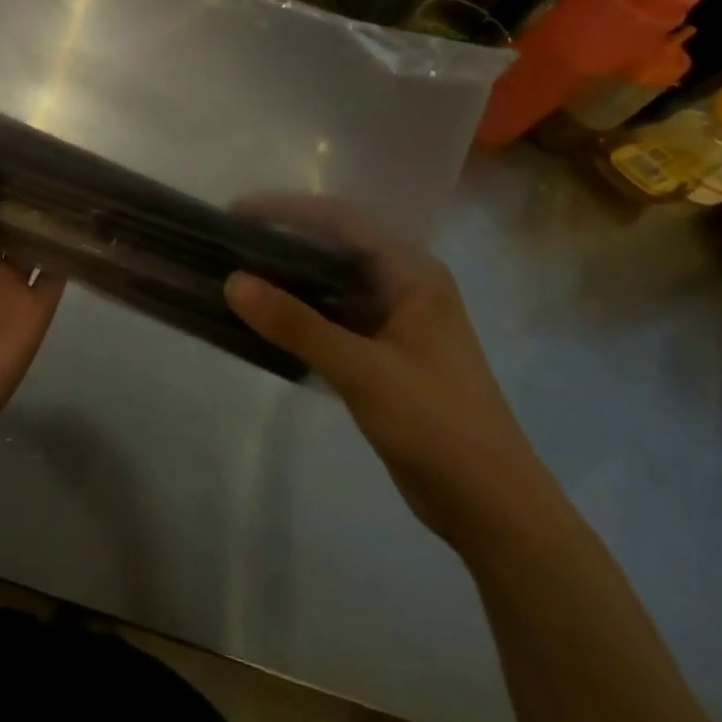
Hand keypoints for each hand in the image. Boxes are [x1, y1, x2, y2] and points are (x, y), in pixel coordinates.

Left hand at [0, 158, 64, 481]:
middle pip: (9, 219)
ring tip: (73, 173)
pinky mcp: (39, 307)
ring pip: (35, 241)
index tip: (10, 140)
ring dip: (48, 215)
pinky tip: (85, 218)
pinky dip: (71, 250)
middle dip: (23, 192)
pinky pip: (58, 273)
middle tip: (50, 148)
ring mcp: (14, 284)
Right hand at [224, 194, 548, 548]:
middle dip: (281, 240)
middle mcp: (404, 286)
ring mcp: (394, 320)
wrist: (493, 511)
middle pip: (333, 246)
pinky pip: (331, 316)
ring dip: (287, 278)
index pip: (340, 221)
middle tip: (228, 243)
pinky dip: (298, 313)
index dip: (285, 210)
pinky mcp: (382, 353)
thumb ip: (296, 324)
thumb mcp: (362, 370)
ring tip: (236, 274)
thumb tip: (232, 282)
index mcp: (412, 273)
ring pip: (330, 283)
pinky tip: (263, 318)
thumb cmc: (437, 425)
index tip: (236, 213)